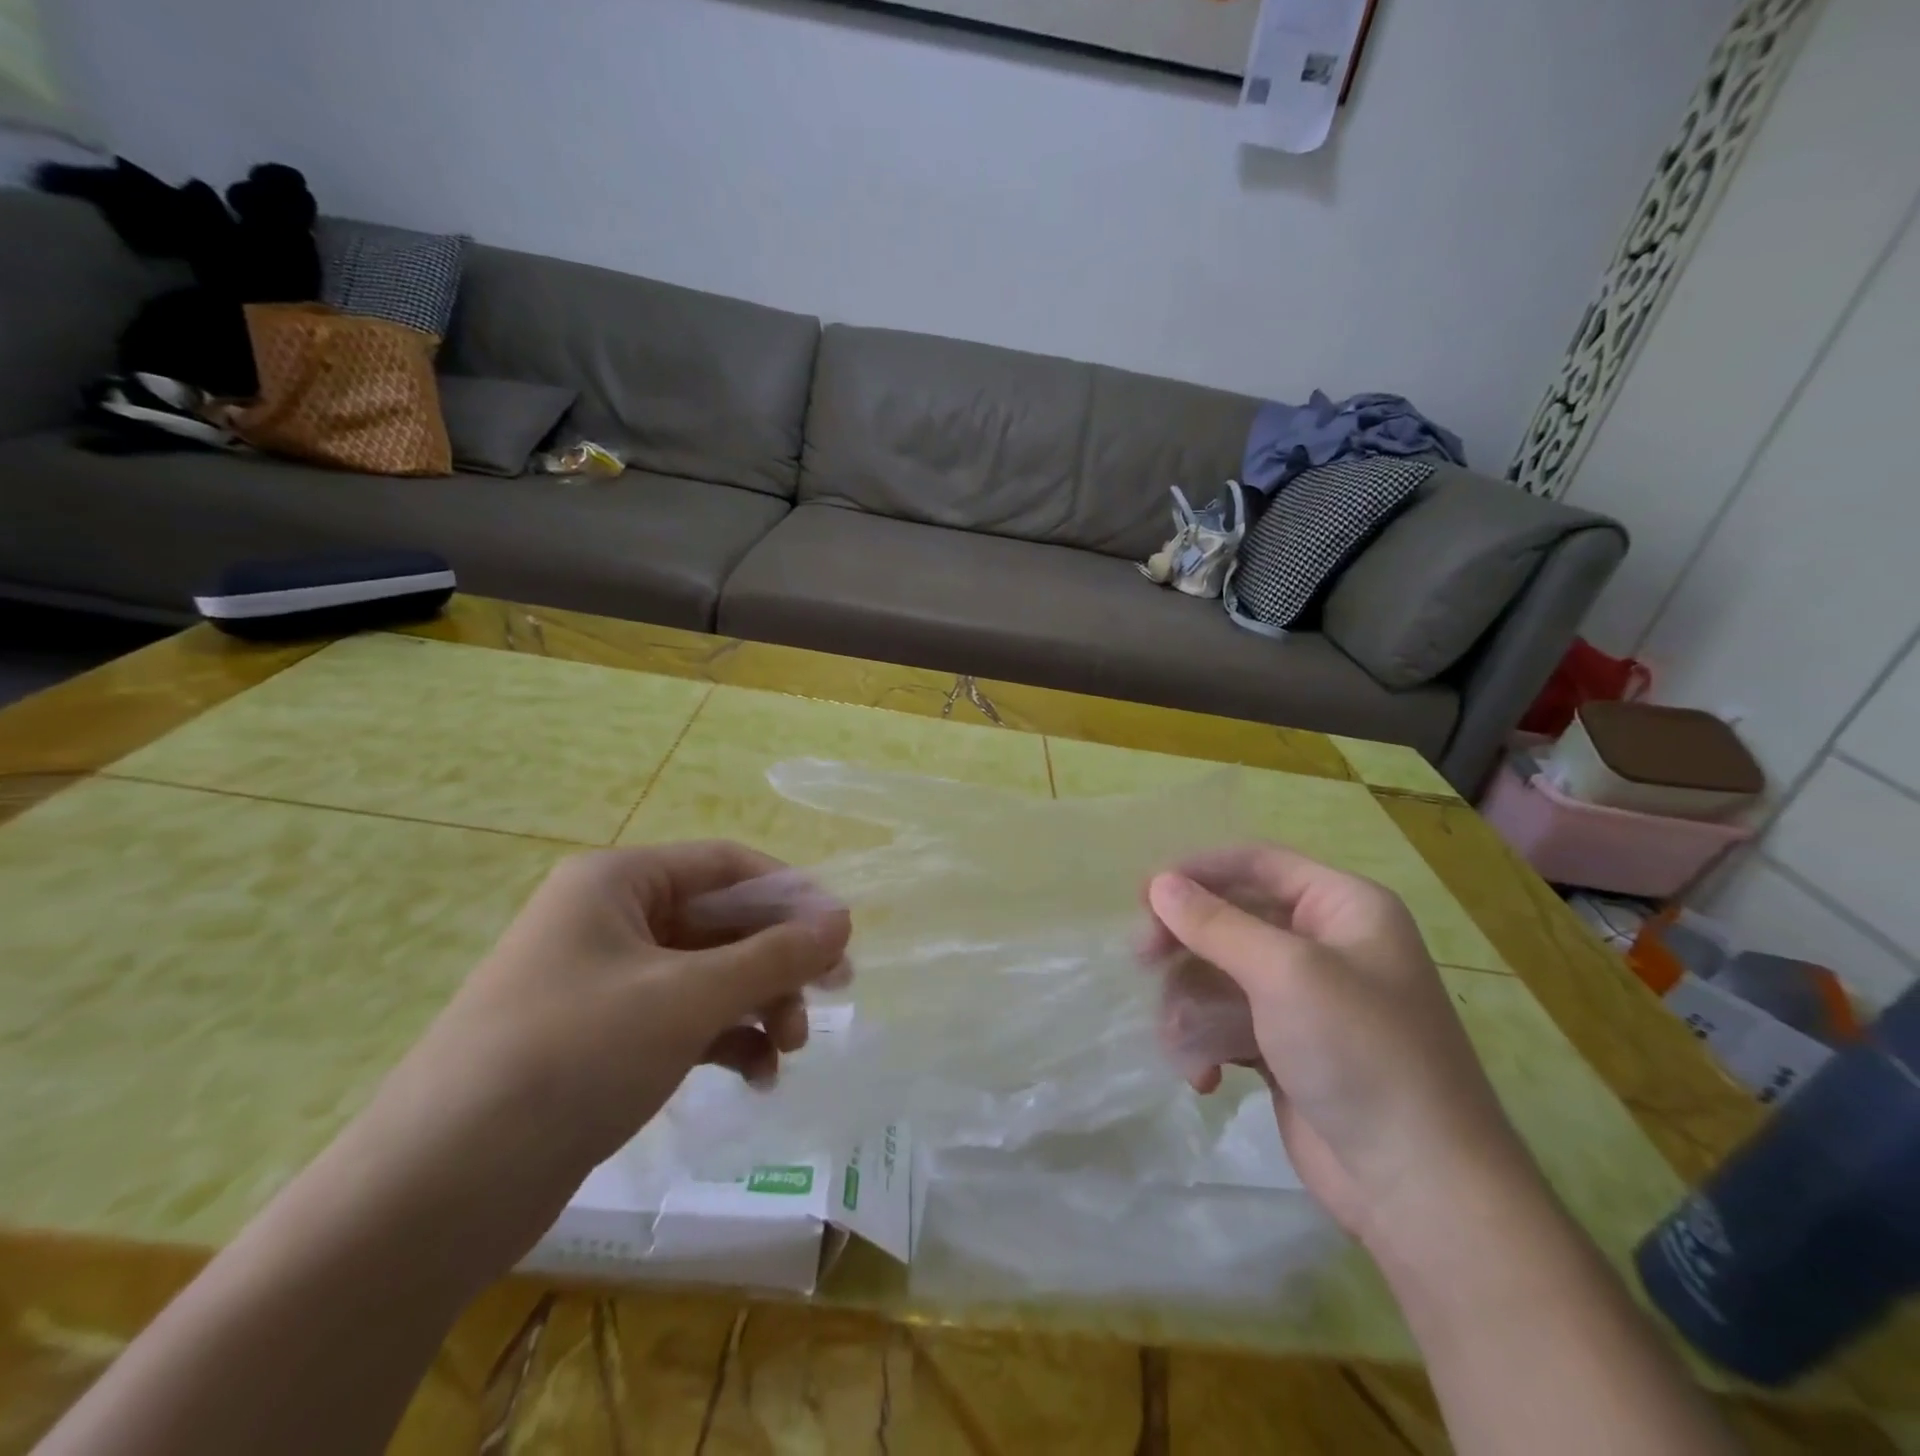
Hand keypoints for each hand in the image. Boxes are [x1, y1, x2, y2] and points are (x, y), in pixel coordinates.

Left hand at [349, 841, 850, 1278]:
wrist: (435, 1193)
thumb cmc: (572, 1056)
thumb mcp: (687, 998)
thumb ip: (774, 956)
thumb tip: (843, 920)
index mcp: (618, 882)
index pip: (726, 865)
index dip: (790, 894)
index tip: (840, 934)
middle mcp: (611, 920)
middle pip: (721, 923)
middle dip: (777, 962)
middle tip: (832, 996)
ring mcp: (605, 982)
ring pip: (707, 975)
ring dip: (757, 1006)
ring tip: (789, 1050)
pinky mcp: (602, 1040)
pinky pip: (683, 1021)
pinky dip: (724, 1042)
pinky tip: (756, 1077)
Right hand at [1145, 844, 1535, 1257]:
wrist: (1420, 1189)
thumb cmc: (1360, 1053)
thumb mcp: (1285, 974)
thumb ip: (1216, 924)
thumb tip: (1158, 883)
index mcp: (1343, 907)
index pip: (1257, 863)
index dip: (1198, 872)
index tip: (1145, 895)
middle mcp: (1327, 944)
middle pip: (1233, 918)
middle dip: (1187, 942)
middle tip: (1143, 961)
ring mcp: (1308, 999)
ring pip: (1222, 973)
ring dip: (1192, 1004)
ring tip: (1179, 1039)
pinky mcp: (1289, 1046)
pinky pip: (1230, 1021)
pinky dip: (1209, 1042)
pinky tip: (1203, 1077)